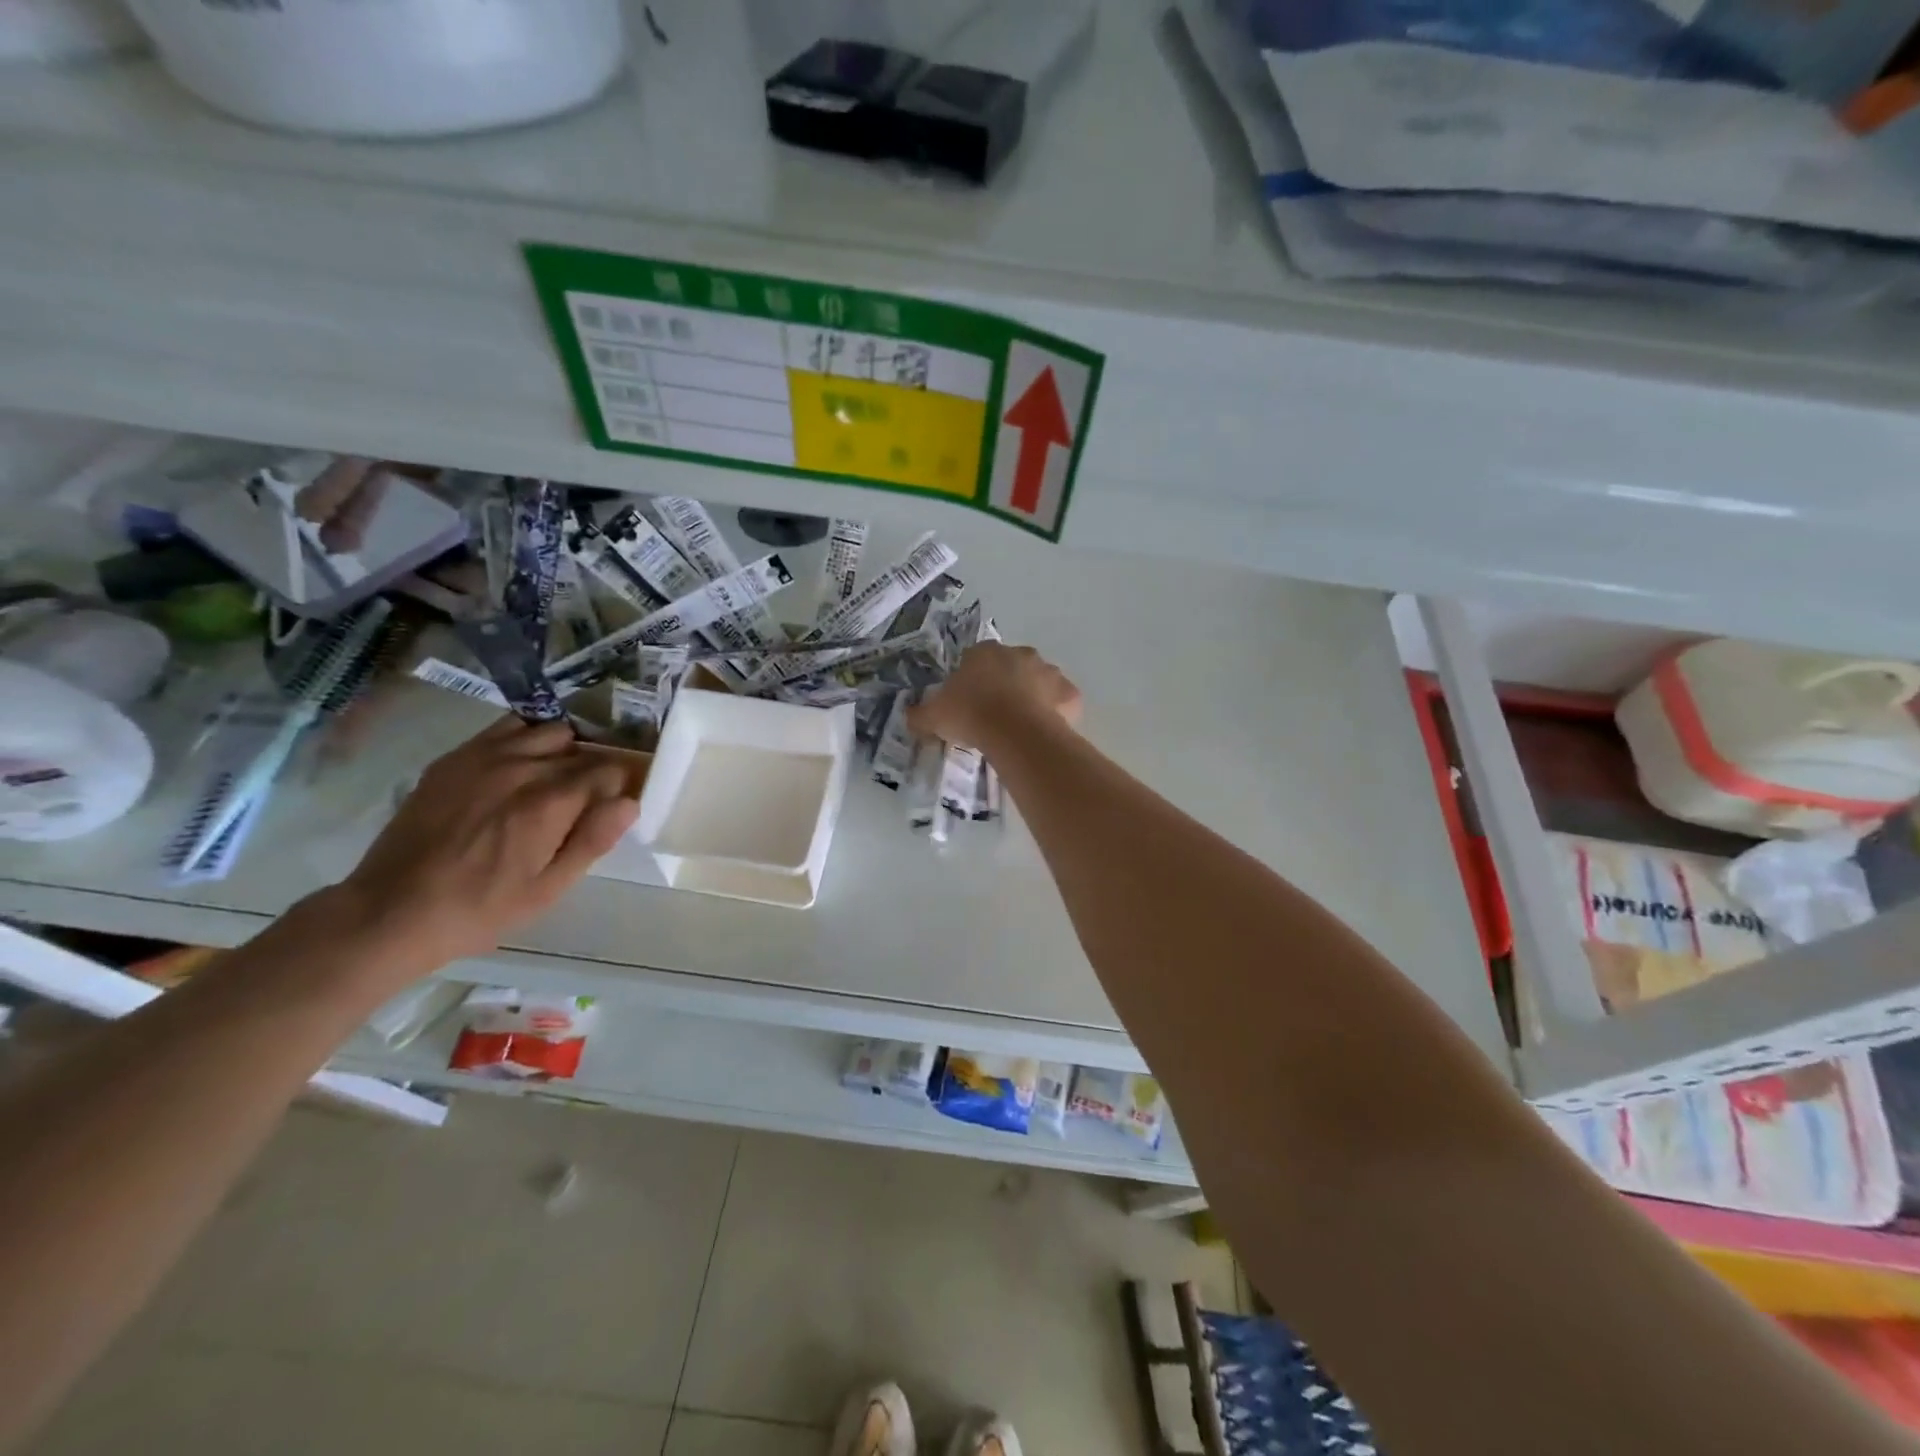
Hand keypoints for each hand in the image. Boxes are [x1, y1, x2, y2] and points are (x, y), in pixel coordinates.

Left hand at [325, 718, 640, 978]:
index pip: (610, 771)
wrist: (392, 910)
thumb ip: (593, 840)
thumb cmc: (481, 908)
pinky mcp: (455, 759)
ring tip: (553, 780)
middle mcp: (523, 768)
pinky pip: (506, 729)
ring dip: (562, 750)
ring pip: (548, 731)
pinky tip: (518, 768)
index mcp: (551, 803)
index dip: (620, 788)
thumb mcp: (548, 889)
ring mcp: (485, 758)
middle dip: (593, 770)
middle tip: (584, 802)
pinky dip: (525, 740)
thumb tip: (630, 803)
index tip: (614, 807)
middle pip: (582, 749)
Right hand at [907, 642, 1080, 752]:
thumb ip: (920, 714)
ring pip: (1039, 684)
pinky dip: (1055, 715)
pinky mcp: (1070, 694)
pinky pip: (1061, 703)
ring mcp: (1049, 672)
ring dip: (1032, 699)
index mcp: (985, 652)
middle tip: (994, 717)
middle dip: (1005, 687)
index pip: (976, 660)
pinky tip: (1042, 734)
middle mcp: (1020, 654)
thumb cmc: (971, 715)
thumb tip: (909, 716)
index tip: (968, 704)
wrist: (1015, 732)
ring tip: (1019, 729)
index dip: (972, 682)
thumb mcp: (933, 716)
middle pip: (1011, 668)